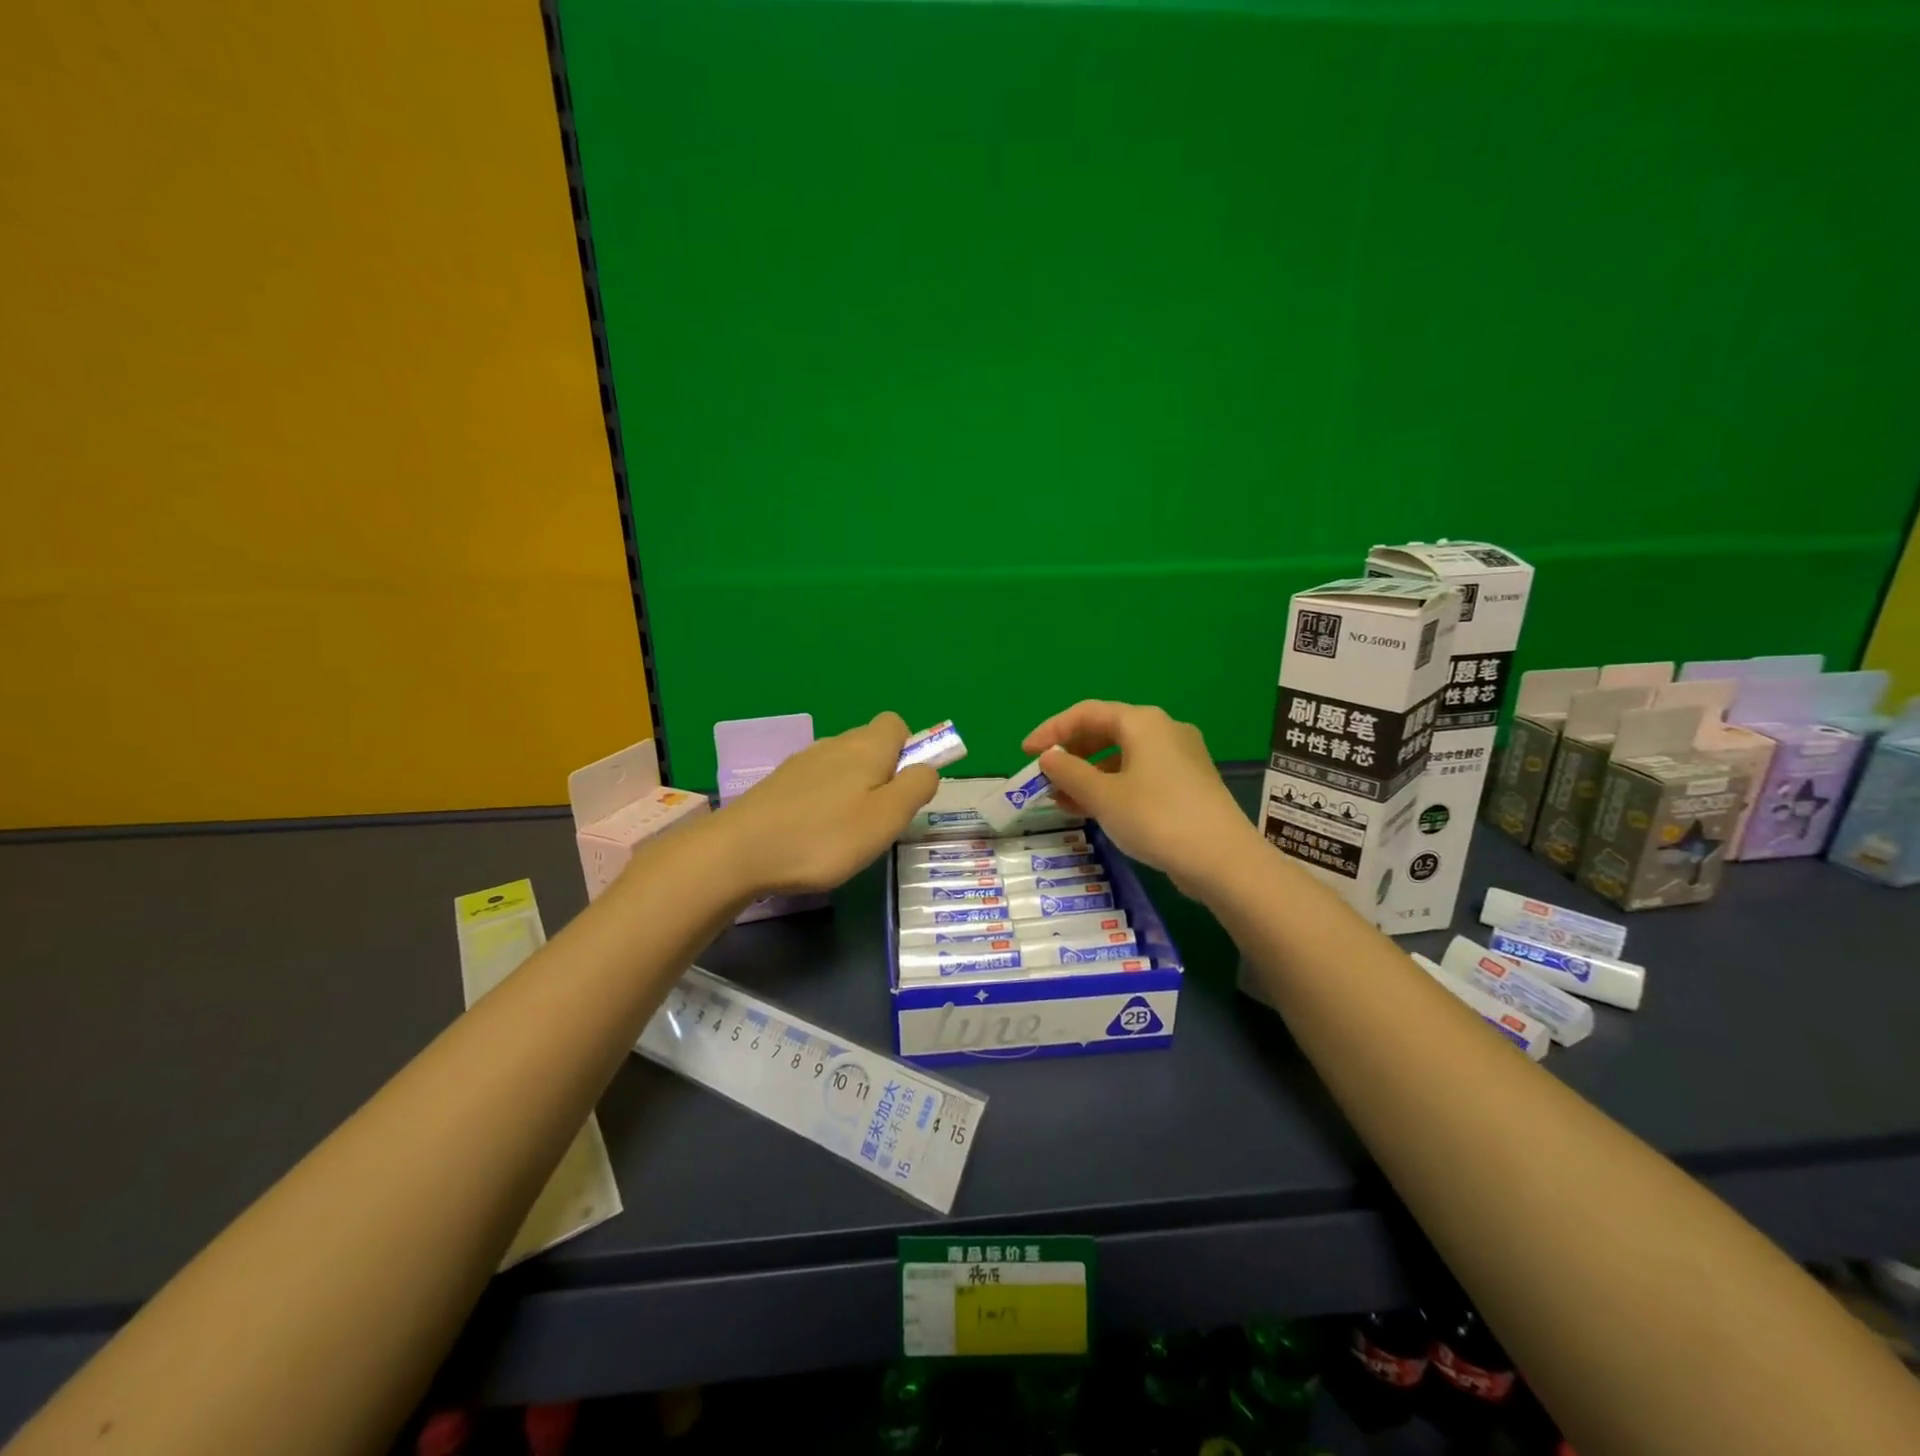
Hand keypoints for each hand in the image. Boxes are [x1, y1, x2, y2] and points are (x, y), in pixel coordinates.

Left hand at [715, 712, 938, 895]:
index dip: (909, 751)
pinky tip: (814, 833)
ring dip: (852, 789)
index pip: (897, 724)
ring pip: (842, 764)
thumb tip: (927, 768)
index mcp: (866, 748)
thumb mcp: (886, 818)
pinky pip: (815, 782)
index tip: (904, 788)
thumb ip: (915, 788)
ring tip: (845, 832)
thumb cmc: (824, 837)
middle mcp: (834, 745)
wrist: (738, 852)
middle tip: (877, 819)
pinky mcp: (778, 784)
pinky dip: (824, 801)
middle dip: (882, 774)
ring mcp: (802, 762)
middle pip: (870, 744)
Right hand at [1021, 701, 1262, 896]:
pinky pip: (1139, 775)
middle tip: (1043, 777)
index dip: (1051, 730)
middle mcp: (1164, 730)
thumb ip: (1069, 773)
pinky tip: (1093, 810)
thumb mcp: (1103, 796)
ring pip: (1122, 756)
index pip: (1086, 713)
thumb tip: (1048, 758)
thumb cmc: (1156, 818)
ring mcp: (1180, 757)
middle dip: (1071, 754)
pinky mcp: (1188, 784)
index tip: (1025, 753)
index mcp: (1142, 722)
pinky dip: (1112, 787)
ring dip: (1088, 775)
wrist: (1223, 861)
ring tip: (1061, 800)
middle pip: (1106, 731)